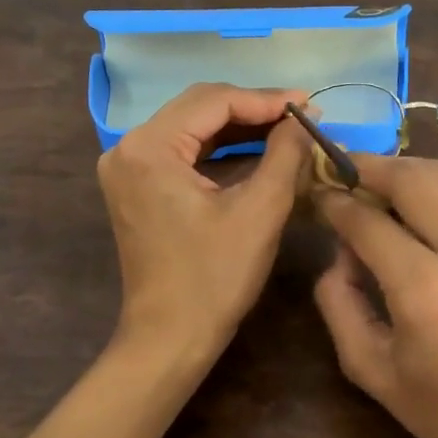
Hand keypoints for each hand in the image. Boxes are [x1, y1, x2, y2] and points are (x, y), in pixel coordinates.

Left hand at [97, 82, 312, 368]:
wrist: (169, 338)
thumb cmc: (214, 278)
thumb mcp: (260, 211)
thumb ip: (285, 154)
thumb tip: (304, 117)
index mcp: (149, 148)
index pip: (214, 101)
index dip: (266, 99)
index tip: (310, 104)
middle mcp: (129, 147)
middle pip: (199, 108)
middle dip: (253, 109)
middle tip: (301, 115)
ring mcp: (128, 167)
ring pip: (192, 127)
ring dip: (239, 127)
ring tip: (288, 129)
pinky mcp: (136, 185)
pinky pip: (183, 152)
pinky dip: (220, 149)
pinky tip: (257, 150)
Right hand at [312, 155, 437, 437]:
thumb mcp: (375, 373)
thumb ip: (340, 305)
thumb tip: (339, 253)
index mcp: (425, 291)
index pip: (367, 221)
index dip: (335, 202)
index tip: (317, 193)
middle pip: (411, 178)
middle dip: (369, 166)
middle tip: (341, 169)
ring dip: (403, 172)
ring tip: (374, 183)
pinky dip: (433, 194)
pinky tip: (415, 212)